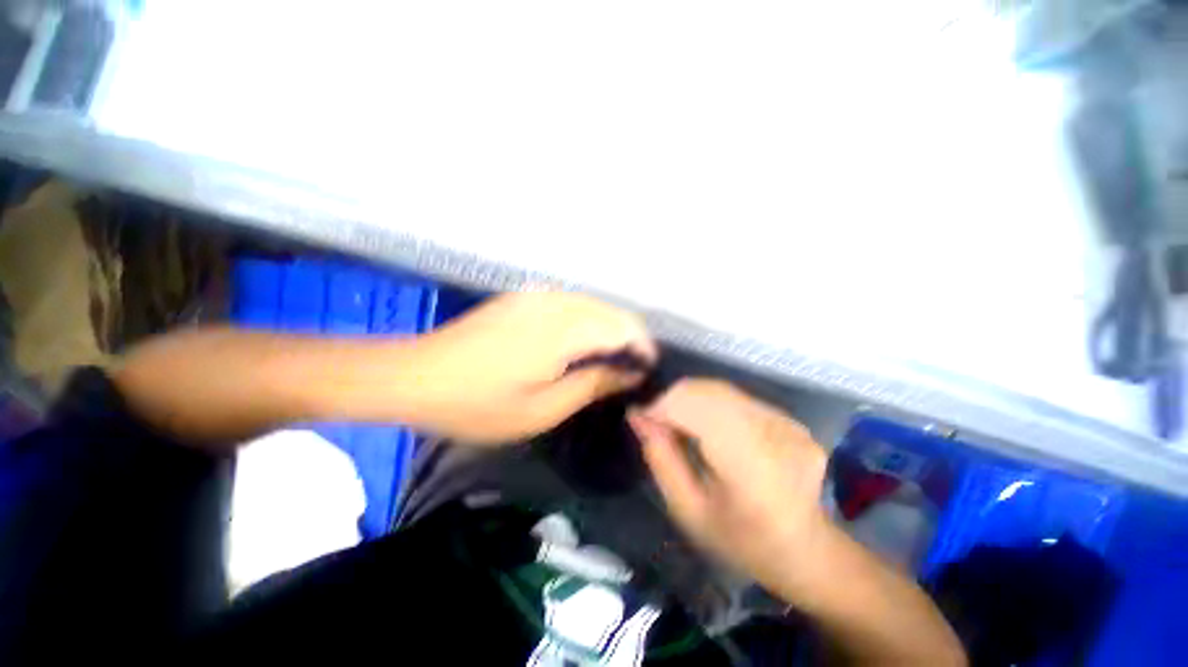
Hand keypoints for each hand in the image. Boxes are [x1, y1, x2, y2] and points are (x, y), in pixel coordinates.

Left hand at [404, 292, 655, 442]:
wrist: (415, 375)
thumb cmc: (479, 403)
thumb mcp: (543, 408)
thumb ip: (593, 385)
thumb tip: (630, 373)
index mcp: (563, 328)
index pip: (624, 326)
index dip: (643, 348)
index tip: (645, 373)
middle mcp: (556, 301)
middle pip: (612, 311)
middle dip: (629, 339)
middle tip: (627, 372)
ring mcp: (537, 294)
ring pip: (594, 305)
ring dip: (608, 330)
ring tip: (607, 362)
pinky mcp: (524, 296)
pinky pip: (571, 303)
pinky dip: (587, 322)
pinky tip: (578, 345)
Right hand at [628, 379, 829, 598]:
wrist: (806, 551)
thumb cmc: (740, 540)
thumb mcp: (688, 510)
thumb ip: (660, 458)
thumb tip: (637, 414)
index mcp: (751, 466)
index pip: (696, 408)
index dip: (662, 405)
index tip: (640, 416)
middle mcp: (774, 433)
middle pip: (707, 391)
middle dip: (672, 399)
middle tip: (656, 422)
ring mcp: (787, 423)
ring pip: (719, 388)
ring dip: (690, 399)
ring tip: (678, 424)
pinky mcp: (790, 418)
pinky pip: (736, 396)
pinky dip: (710, 403)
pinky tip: (707, 427)